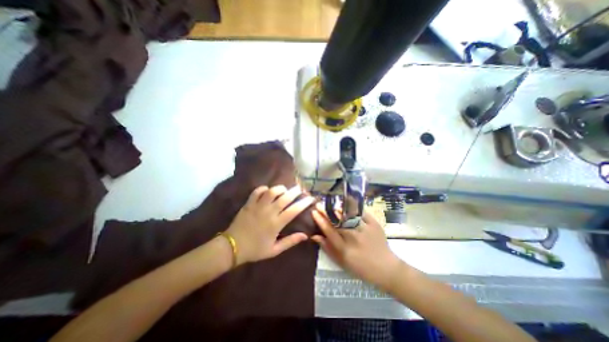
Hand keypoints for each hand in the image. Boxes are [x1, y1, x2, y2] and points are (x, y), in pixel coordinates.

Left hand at [226, 185, 315, 264]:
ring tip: (284, 189)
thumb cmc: (255, 250)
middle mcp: (269, 212)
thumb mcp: (274, 250)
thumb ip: (290, 242)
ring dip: (280, 188)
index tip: (311, 198)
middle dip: (295, 191)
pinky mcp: (249, 204)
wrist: (232, 247)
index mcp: (276, 224)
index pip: (294, 210)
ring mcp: (258, 206)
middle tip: (300, 188)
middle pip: (285, 197)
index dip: (304, 203)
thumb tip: (305, 236)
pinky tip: (267, 190)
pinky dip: (263, 188)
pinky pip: (257, 191)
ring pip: (271, 191)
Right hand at [312, 205, 403, 288]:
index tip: (313, 212)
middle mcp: (353, 237)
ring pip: (347, 215)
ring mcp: (364, 229)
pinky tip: (346, 204)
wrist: (386, 268)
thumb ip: (328, 248)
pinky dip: (352, 208)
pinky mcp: (374, 224)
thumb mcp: (342, 262)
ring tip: (330, 204)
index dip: (320, 220)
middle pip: (336, 220)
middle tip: (319, 204)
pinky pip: (361, 212)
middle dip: (326, 211)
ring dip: (337, 208)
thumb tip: (315, 236)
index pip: (328, 230)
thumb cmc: (361, 267)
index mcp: (344, 248)